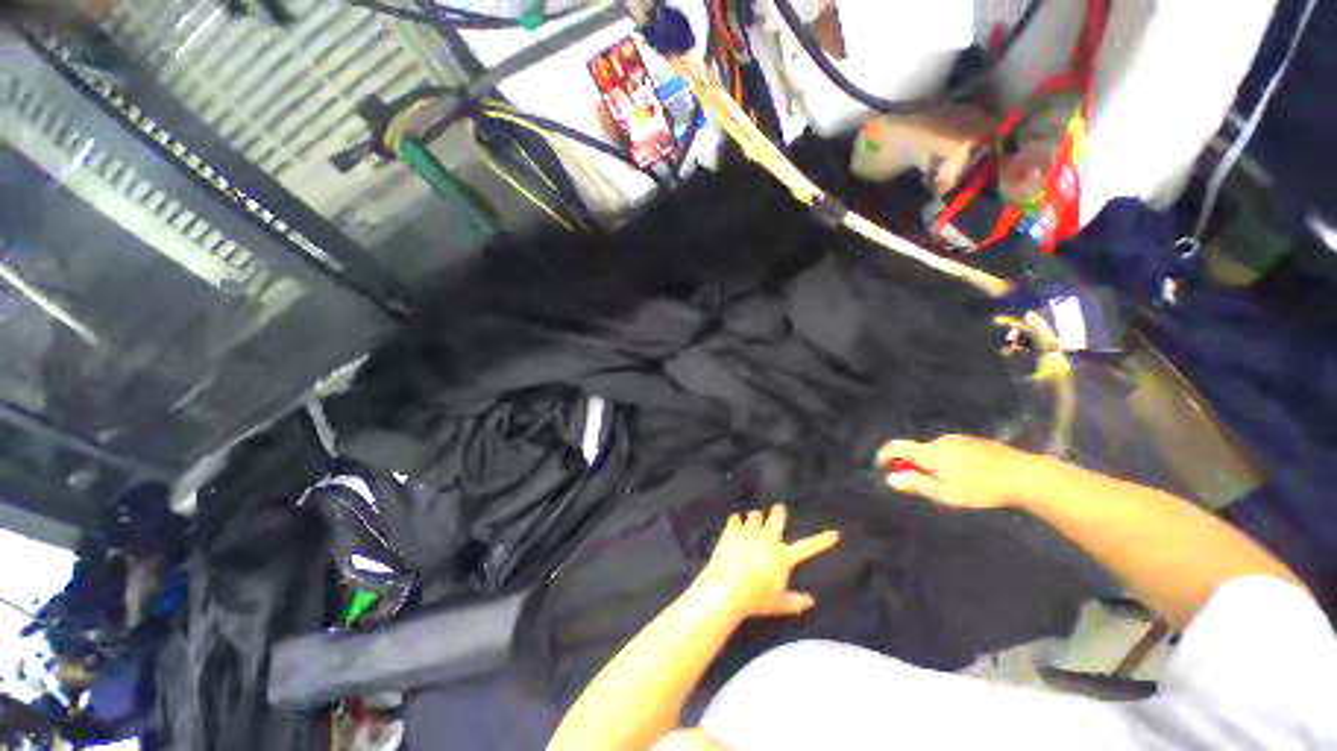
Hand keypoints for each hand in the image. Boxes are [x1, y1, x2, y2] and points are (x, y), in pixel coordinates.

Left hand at [695, 505, 838, 618]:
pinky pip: (735, 519)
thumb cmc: (755, 599)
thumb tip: (811, 601)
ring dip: (757, 517)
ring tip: (756, 517)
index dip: (822, 540)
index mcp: (783, 556)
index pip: (808, 547)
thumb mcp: (778, 604)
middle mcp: (767, 539)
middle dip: (779, 512)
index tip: (835, 533)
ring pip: (755, 516)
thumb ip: (795, 601)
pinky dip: (737, 520)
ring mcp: (749, 532)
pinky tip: (736, 522)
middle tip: (779, 508)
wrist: (726, 588)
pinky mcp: (732, 531)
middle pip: (776, 518)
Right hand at [877, 435, 1041, 508]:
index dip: (884, 455)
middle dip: (913, 464)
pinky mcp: (974, 441)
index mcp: (930, 452)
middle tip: (923, 486)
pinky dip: (948, 461)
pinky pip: (950, 450)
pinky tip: (966, 475)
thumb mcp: (946, 493)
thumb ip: (917, 484)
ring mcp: (959, 439)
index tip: (881, 467)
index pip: (897, 447)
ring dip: (932, 463)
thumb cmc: (981, 488)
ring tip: (950, 484)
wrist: (1025, 476)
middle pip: (916, 450)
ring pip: (935, 451)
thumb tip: (891, 479)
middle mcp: (941, 440)